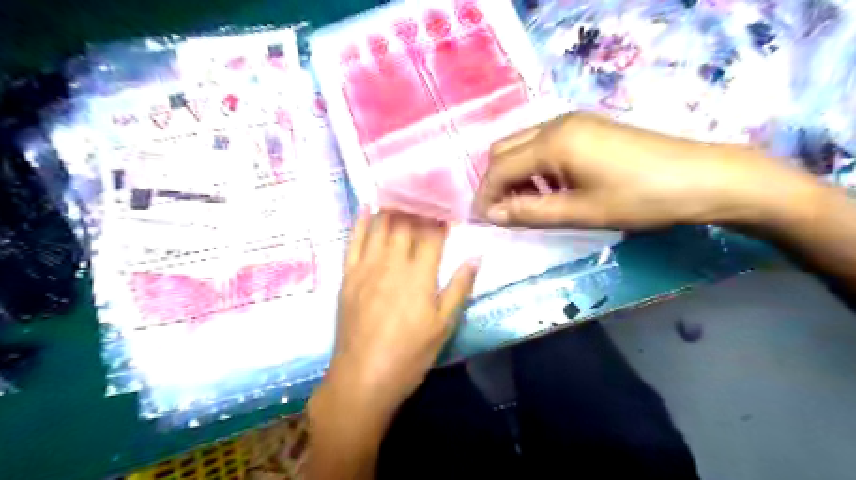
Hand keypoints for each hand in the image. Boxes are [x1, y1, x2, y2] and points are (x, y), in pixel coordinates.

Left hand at [329, 211, 477, 410]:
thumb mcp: (444, 326)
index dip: (440, 218)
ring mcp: (367, 268)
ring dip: (392, 206)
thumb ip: (459, 288)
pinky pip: (353, 241)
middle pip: (407, 226)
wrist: (363, 378)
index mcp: (420, 276)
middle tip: (425, 191)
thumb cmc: (410, 355)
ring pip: (381, 227)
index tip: (446, 204)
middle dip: (418, 206)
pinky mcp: (348, 276)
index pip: (433, 236)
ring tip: (400, 189)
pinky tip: (367, 206)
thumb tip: (476, 256)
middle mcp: (393, 264)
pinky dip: (361, 222)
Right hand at [472, 112, 818, 230]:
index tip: (481, 220)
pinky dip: (534, 166)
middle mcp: (555, 123)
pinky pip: (543, 143)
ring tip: (525, 204)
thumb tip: (492, 214)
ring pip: (522, 145)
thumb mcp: (579, 211)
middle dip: (495, 181)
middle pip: (504, 149)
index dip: (486, 195)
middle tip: (502, 212)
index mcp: (553, 142)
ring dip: (514, 173)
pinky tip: (549, 187)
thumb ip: (530, 211)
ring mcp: (572, 121)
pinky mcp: (586, 127)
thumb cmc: (639, 199)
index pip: (500, 167)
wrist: (702, 178)